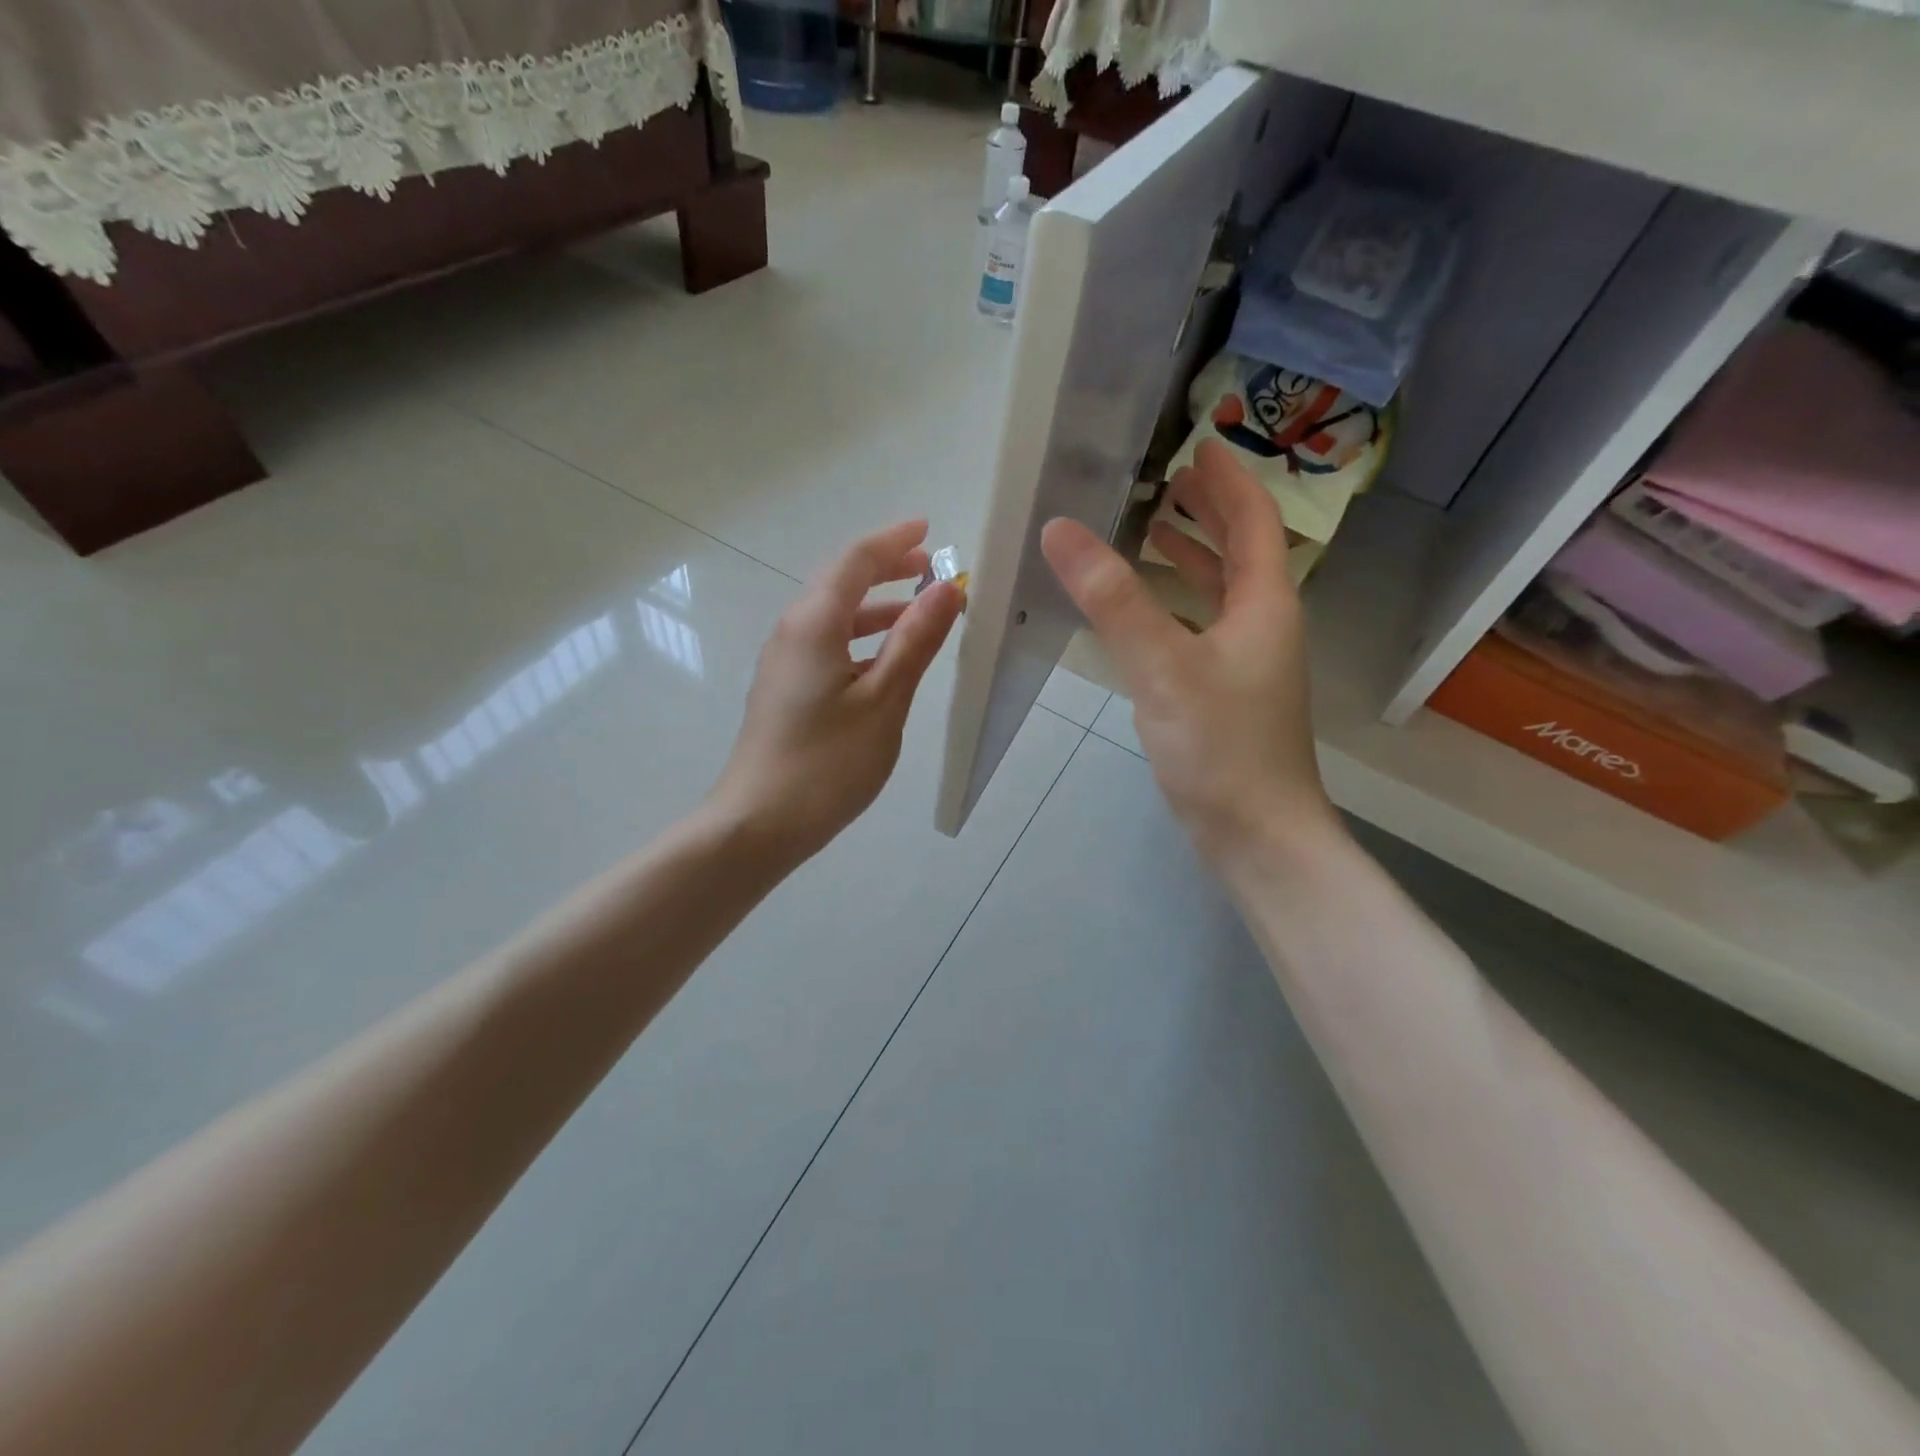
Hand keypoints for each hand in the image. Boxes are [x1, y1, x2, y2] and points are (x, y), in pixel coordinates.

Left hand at [709, 521, 962, 862]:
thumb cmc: (826, 764)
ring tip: (917, 611)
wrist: (758, 824)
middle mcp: (792, 632)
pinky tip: (884, 661)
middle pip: (839, 582)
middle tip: (929, 567)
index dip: (893, 542)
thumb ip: (914, 641)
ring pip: (832, 615)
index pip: (855, 561)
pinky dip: (860, 637)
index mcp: (814, 624)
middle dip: (884, 568)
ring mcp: (783, 662)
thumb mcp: (883, 701)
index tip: (928, 530)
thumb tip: (945, 589)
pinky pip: (826, 643)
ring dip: (875, 605)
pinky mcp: (784, 689)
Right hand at [1040, 440, 1339, 862]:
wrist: (1255, 834)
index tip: (1198, 445)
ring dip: (1192, 558)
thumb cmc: (1219, 746)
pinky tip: (1145, 614)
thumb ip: (1111, 599)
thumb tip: (1060, 530)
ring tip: (1152, 531)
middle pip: (1242, 552)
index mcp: (1264, 605)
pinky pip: (1202, 629)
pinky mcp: (1226, 696)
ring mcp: (1246, 664)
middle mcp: (1263, 626)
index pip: (1253, 521)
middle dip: (1210, 513)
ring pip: (1222, 594)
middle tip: (1169, 481)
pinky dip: (1177, 606)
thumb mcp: (1161, 666)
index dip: (1228, 480)